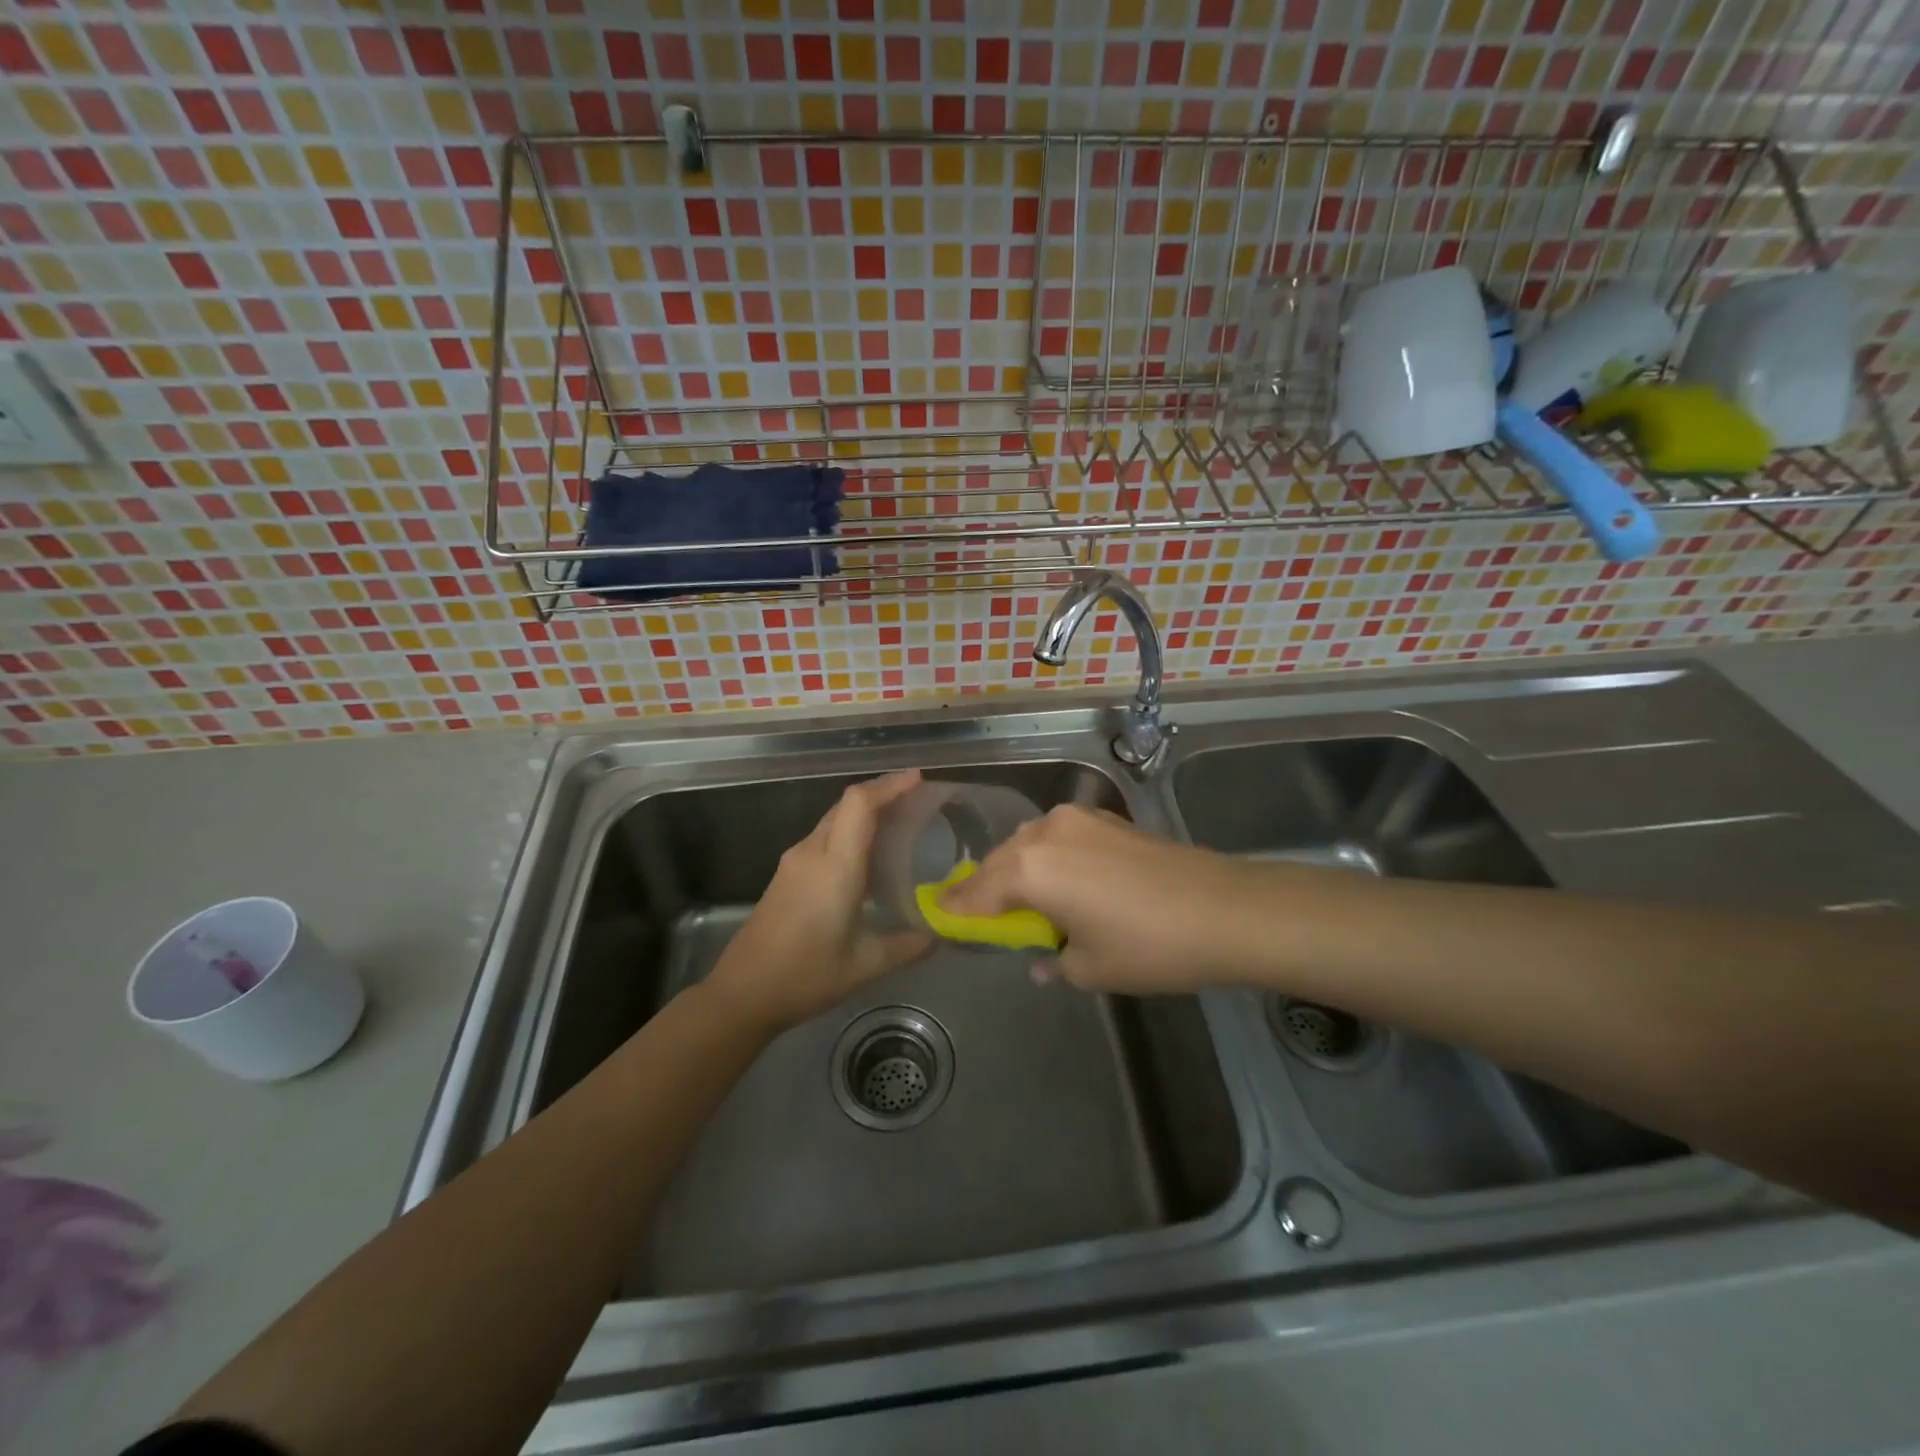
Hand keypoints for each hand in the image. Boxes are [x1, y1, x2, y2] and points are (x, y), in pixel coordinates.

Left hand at [704, 770, 934, 1033]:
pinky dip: (849, 831)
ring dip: (864, 812)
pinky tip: (867, 855)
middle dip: (882, 792)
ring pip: (833, 819)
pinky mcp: (786, 875)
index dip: (889, 785)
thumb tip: (940, 935)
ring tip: (899, 821)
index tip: (919, 778)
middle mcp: (812, 853)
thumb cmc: (805, 976)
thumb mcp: (866, 965)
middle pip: (846, 804)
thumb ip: (908, 946)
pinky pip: (823, 837)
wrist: (742, 993)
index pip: (860, 805)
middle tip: (918, 798)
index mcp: (835, 866)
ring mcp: (794, 862)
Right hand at [938, 805, 1270, 992]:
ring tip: (1025, 899)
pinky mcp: (1107, 817)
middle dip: (987, 887)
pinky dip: (1049, 856)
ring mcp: (1079, 819)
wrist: (1224, 909)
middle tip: (981, 915)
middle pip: (1000, 861)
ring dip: (1019, 868)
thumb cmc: (1148, 946)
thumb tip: (1041, 960)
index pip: (977, 891)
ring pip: (1029, 843)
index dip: (956, 908)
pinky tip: (1061, 879)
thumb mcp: (1090, 967)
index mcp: (1030, 868)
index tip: (936, 914)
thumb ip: (1052, 959)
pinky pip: (1058, 836)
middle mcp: (1045, 832)